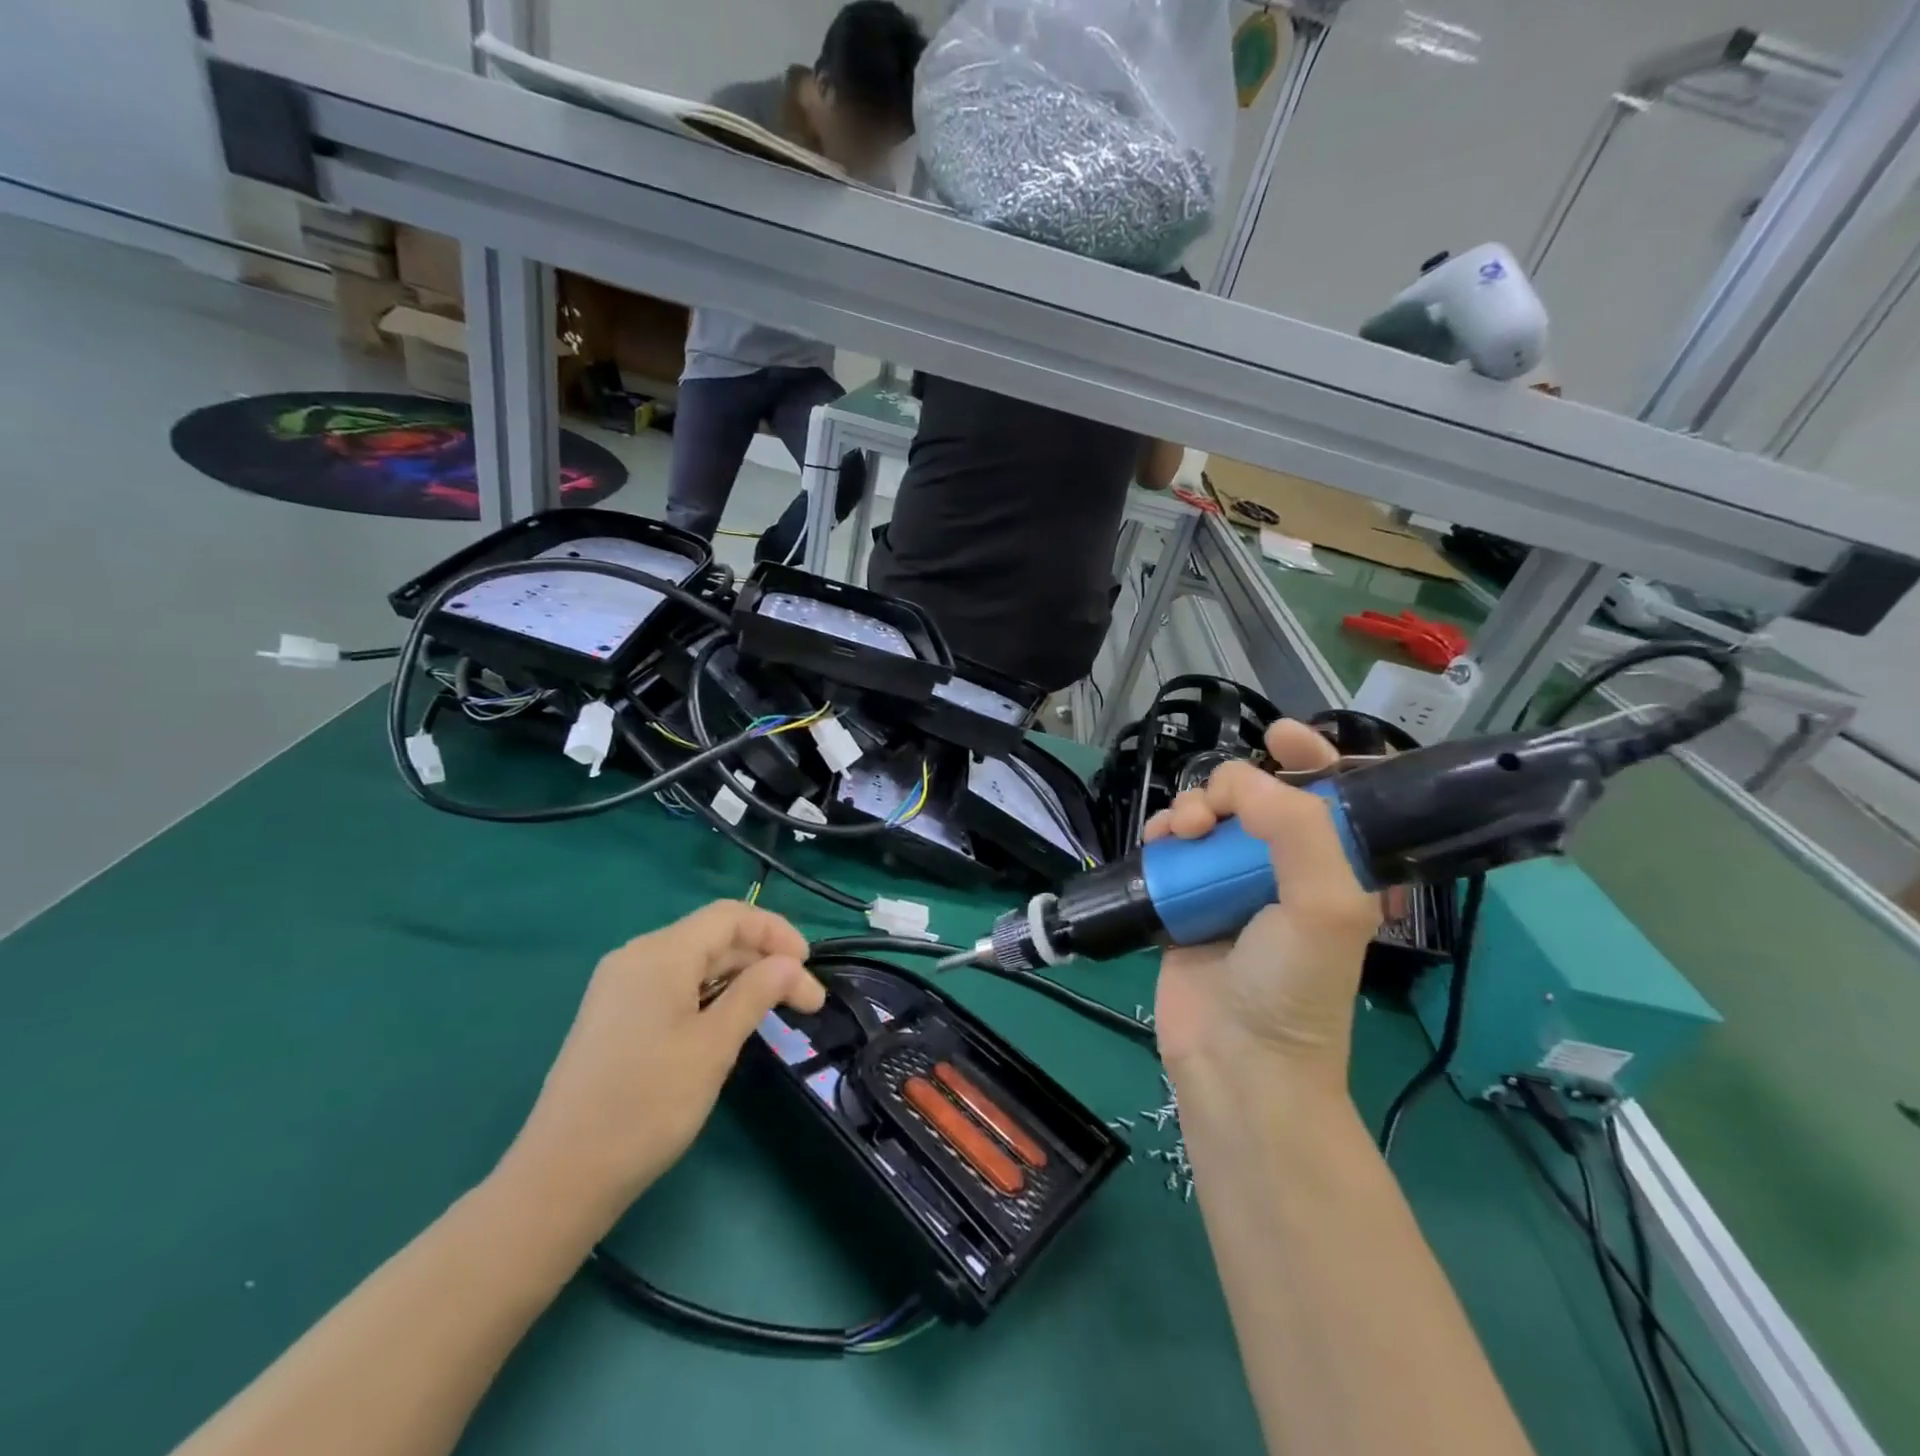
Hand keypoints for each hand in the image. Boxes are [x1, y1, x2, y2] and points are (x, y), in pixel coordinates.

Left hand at [503, 901, 824, 1227]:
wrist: (561, 1177)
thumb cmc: (647, 1104)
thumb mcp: (714, 1045)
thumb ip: (757, 992)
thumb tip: (791, 963)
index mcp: (660, 953)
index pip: (731, 917)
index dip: (777, 933)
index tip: (810, 968)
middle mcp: (636, 957)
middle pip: (714, 937)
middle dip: (764, 961)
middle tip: (803, 1003)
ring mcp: (619, 986)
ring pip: (695, 963)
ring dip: (740, 979)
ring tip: (772, 1012)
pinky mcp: (613, 1015)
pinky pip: (673, 986)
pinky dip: (710, 995)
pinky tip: (726, 1025)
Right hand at [1144, 722, 1379, 1087]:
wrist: (1236, 1060)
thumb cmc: (1294, 986)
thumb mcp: (1325, 906)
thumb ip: (1297, 830)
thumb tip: (1239, 783)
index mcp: (1333, 867)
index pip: (1331, 794)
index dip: (1313, 755)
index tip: (1278, 737)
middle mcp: (1283, 868)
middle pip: (1257, 796)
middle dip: (1232, 785)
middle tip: (1214, 810)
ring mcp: (1229, 884)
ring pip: (1209, 816)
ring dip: (1191, 808)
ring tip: (1180, 833)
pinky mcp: (1185, 900)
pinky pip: (1172, 848)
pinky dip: (1162, 834)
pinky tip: (1157, 844)